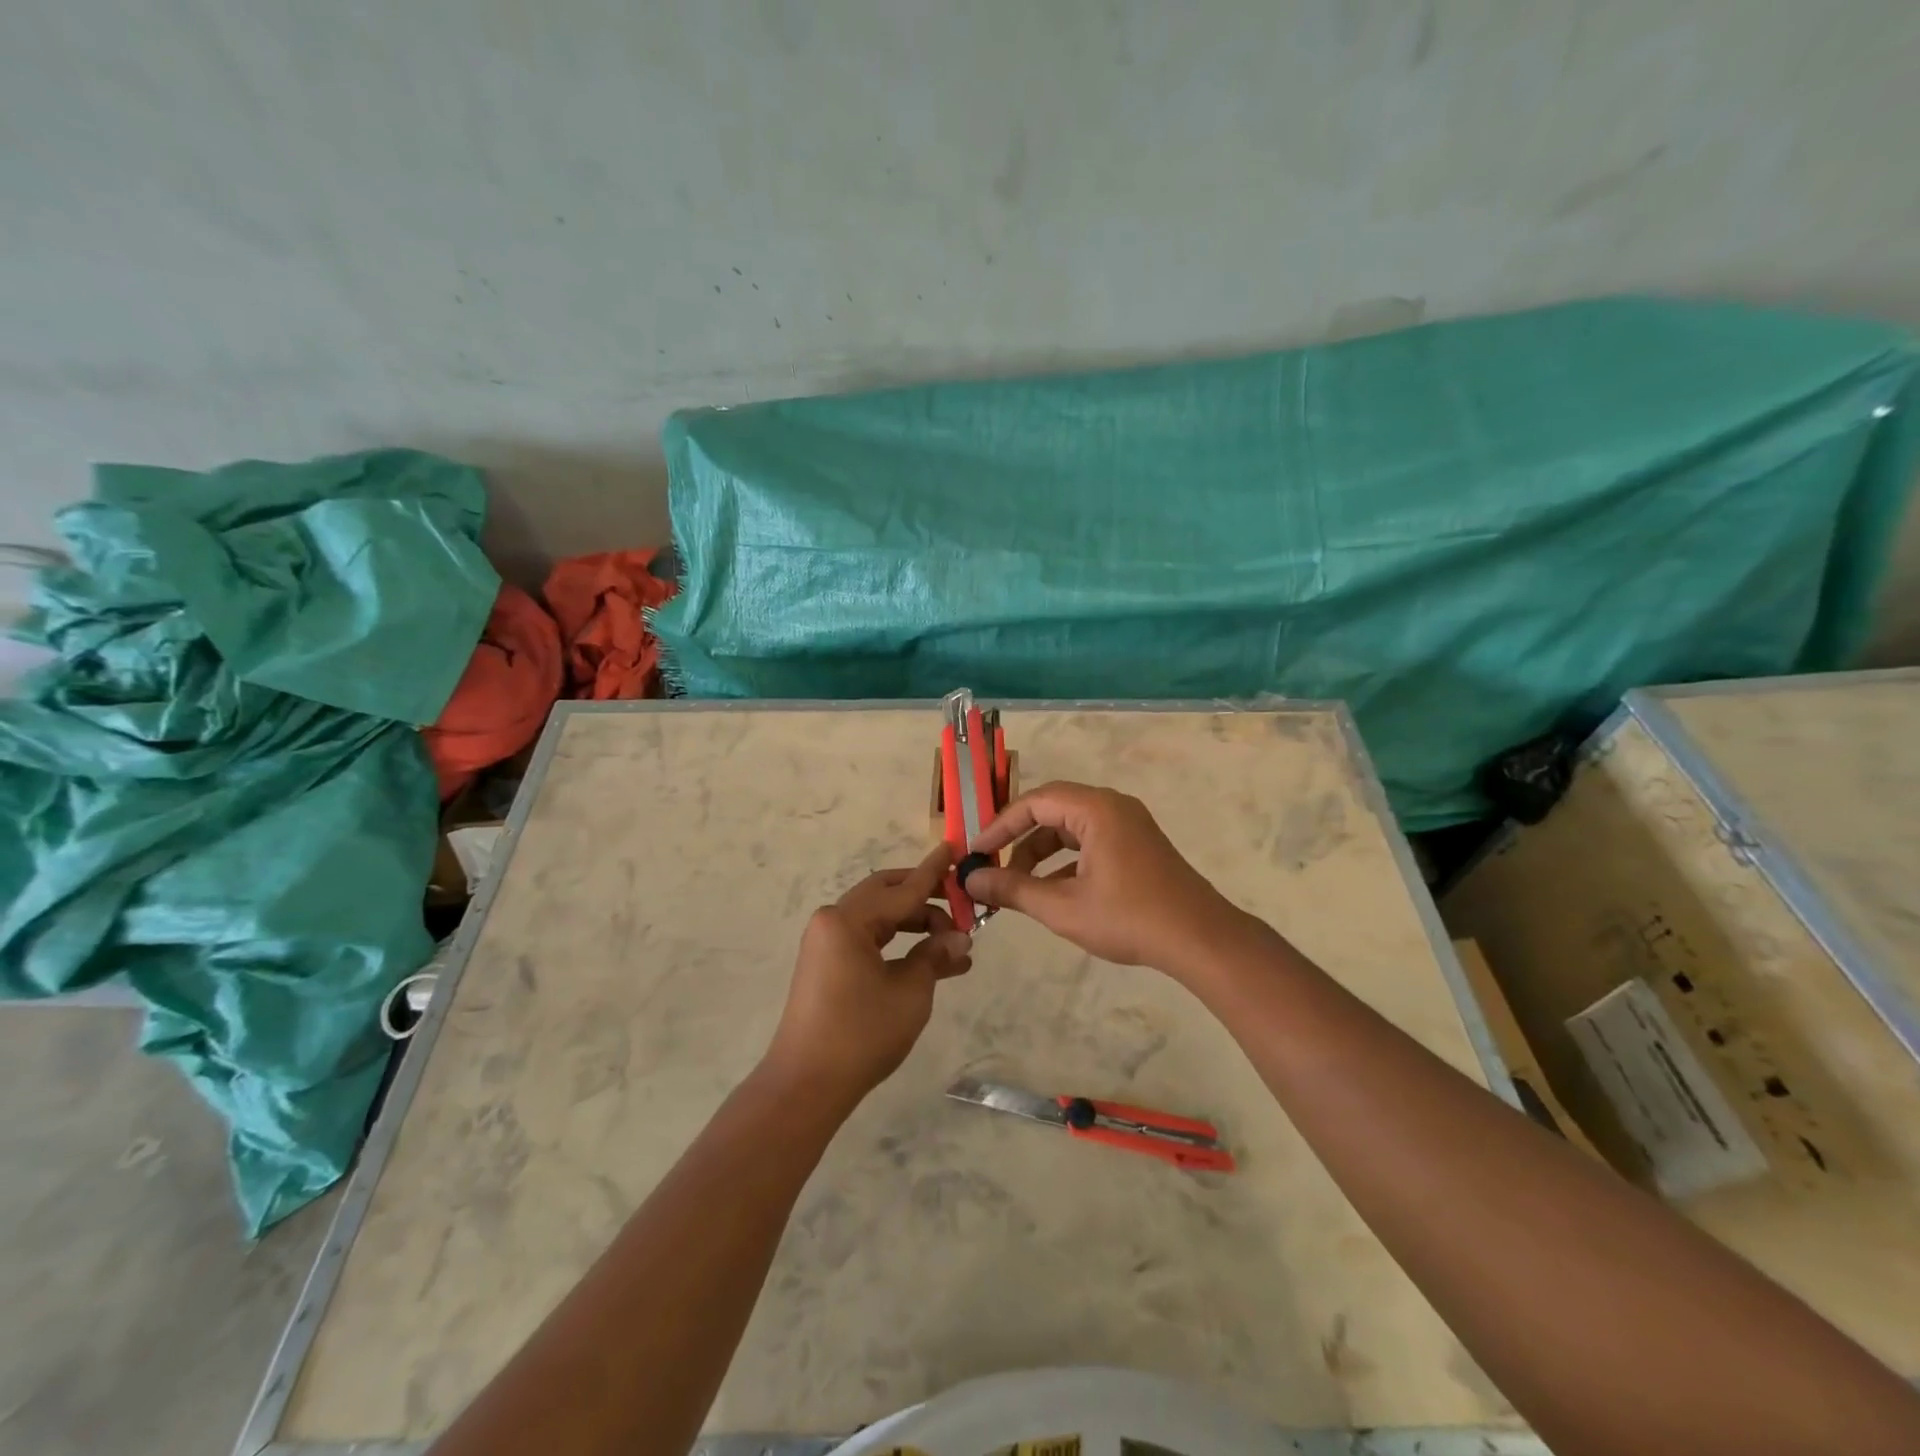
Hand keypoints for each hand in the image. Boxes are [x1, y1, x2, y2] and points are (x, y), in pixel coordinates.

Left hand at [762, 842, 972, 1106]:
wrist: (806, 1085)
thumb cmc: (861, 1033)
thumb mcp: (909, 992)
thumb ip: (935, 957)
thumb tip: (961, 940)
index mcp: (848, 920)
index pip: (902, 889)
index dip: (933, 872)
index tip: (954, 848)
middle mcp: (833, 921)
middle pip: (886, 895)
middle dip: (926, 898)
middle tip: (961, 904)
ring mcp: (827, 943)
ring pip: (880, 919)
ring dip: (915, 925)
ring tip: (955, 943)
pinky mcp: (827, 964)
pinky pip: (869, 940)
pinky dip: (898, 944)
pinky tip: (931, 960)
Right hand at [963, 781, 1245, 973]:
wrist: (1200, 940)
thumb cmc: (1129, 918)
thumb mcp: (1062, 907)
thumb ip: (1013, 890)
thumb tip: (971, 880)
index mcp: (1096, 809)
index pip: (1035, 802)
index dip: (1000, 825)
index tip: (975, 852)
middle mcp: (1113, 807)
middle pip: (1052, 811)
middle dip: (1019, 839)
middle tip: (992, 867)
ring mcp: (1129, 825)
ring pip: (1071, 828)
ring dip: (1041, 853)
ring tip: (1018, 885)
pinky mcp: (1138, 845)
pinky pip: (1091, 842)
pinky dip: (1066, 861)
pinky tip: (1052, 892)